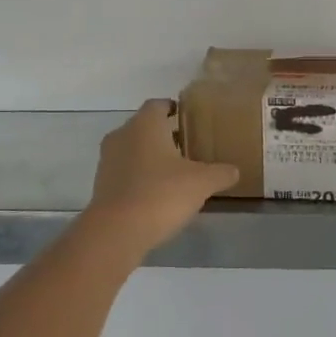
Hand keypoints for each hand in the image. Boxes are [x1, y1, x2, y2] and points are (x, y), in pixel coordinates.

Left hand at [84, 100, 239, 256]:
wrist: (116, 232)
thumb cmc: (161, 194)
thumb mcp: (202, 183)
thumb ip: (220, 173)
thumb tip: (234, 170)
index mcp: (145, 125)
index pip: (158, 104)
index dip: (174, 108)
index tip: (190, 118)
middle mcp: (122, 135)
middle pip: (145, 127)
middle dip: (165, 135)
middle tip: (189, 146)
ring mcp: (108, 161)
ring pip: (133, 149)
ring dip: (151, 156)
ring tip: (176, 171)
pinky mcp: (101, 185)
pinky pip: (125, 172)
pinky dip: (140, 177)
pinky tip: (158, 193)